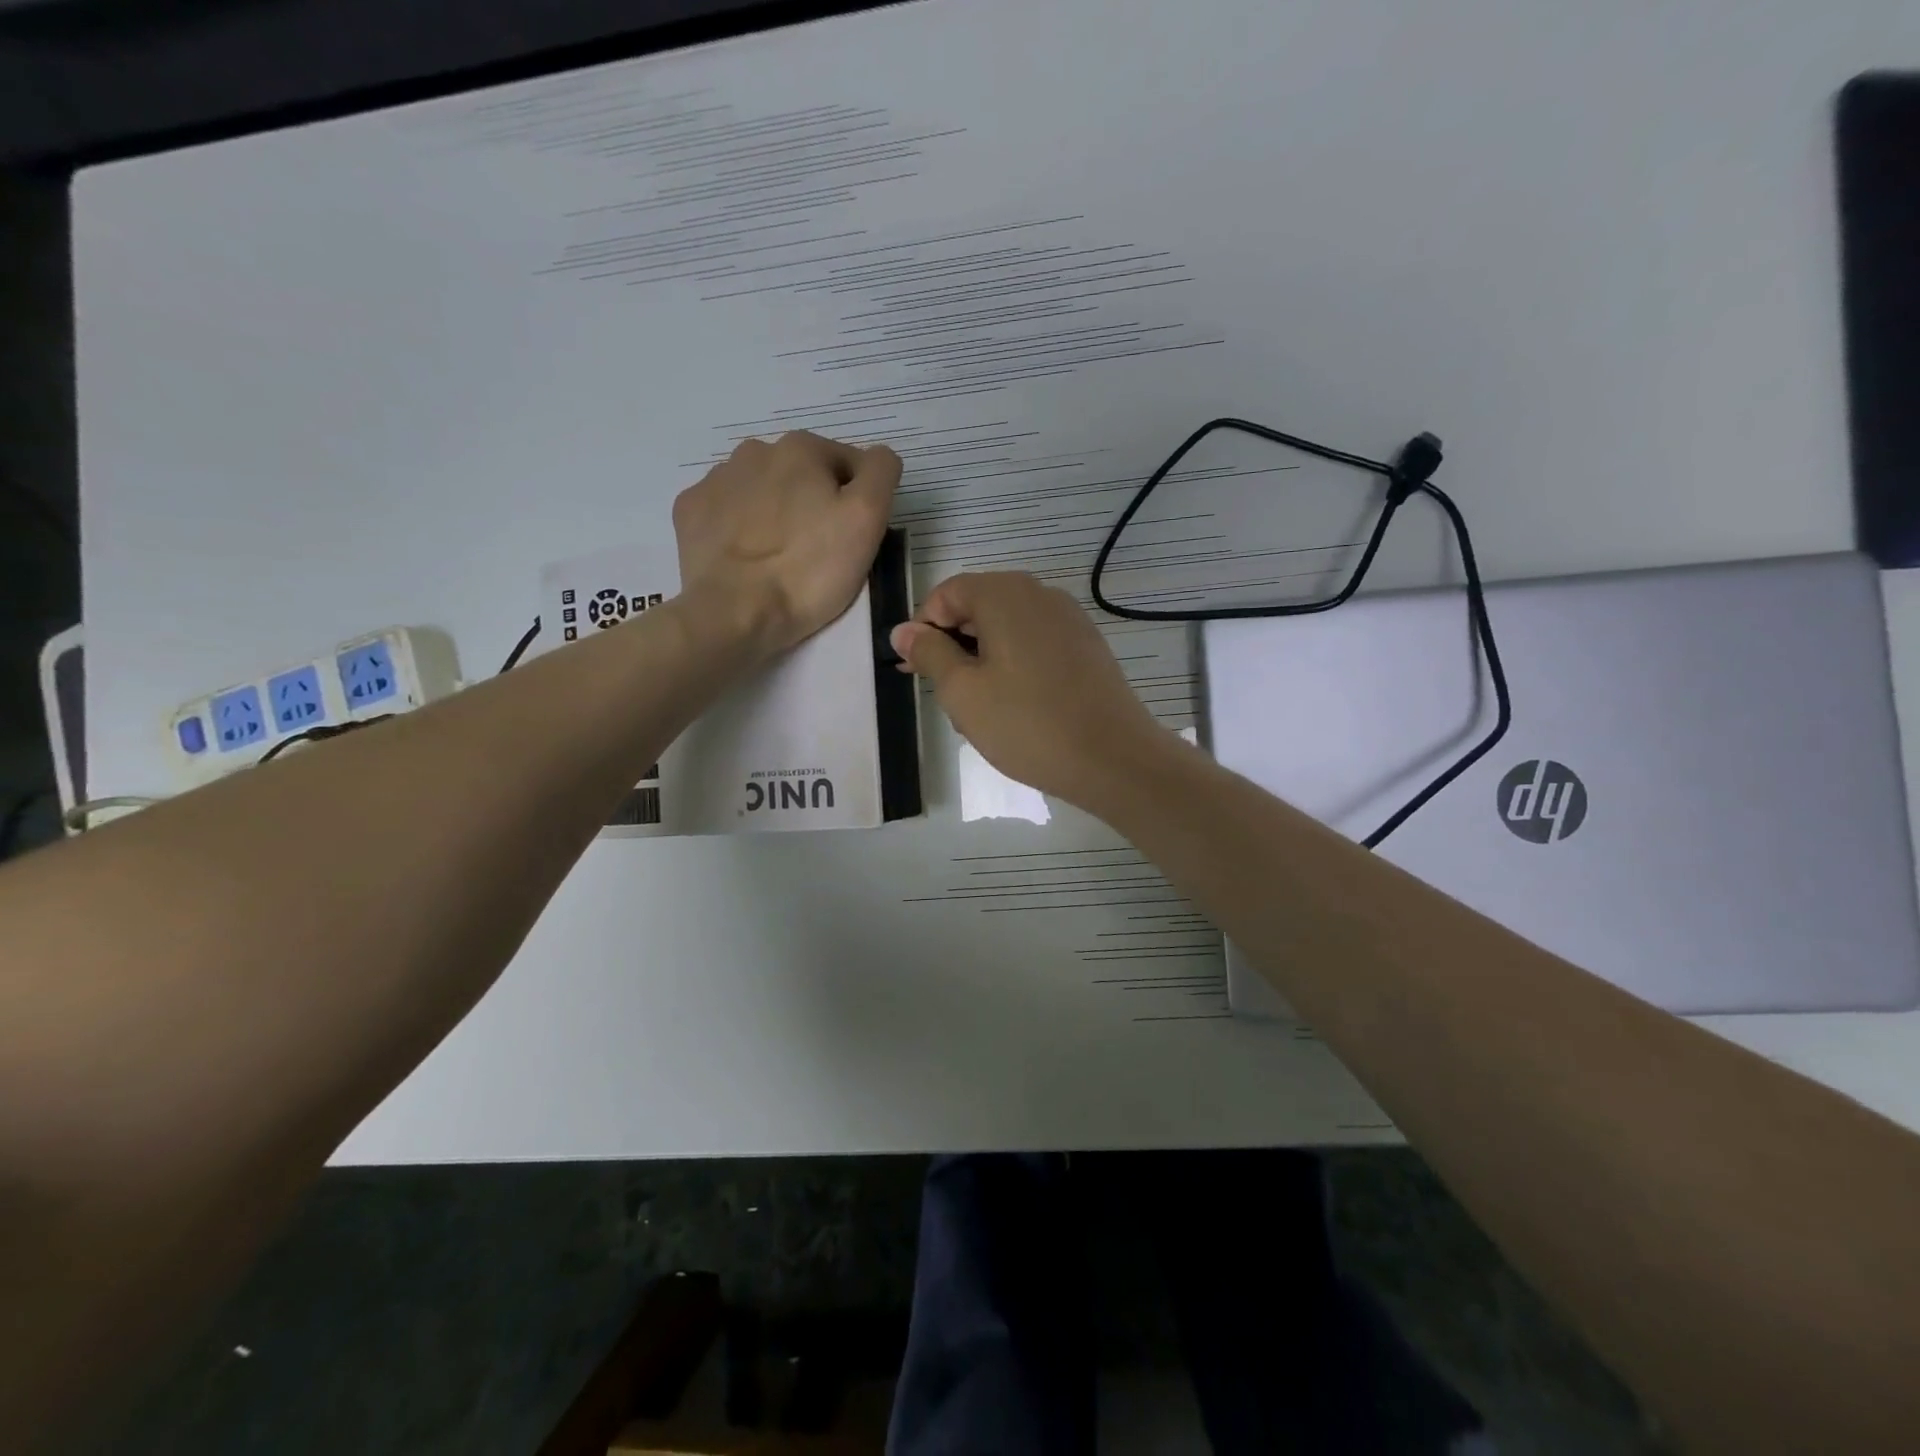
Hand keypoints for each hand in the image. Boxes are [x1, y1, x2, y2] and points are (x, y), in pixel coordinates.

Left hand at [673, 431, 901, 656]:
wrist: (734, 613)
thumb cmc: (809, 569)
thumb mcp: (867, 519)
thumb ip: (880, 473)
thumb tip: (876, 459)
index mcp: (802, 448)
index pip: (849, 465)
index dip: (859, 501)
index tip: (854, 539)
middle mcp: (754, 451)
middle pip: (802, 475)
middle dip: (814, 503)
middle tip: (820, 551)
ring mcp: (715, 480)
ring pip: (763, 491)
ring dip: (776, 513)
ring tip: (781, 558)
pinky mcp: (690, 512)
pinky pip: (727, 512)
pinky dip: (740, 528)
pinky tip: (747, 558)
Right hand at [890, 572, 1172, 809]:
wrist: (1114, 759)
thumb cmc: (1028, 724)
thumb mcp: (962, 692)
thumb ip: (928, 653)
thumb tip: (903, 630)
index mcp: (1005, 594)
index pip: (946, 594)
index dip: (923, 630)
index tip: (916, 673)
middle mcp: (1040, 594)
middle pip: (978, 608)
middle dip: (953, 648)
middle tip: (945, 698)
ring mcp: (1069, 619)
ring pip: (1006, 630)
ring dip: (982, 662)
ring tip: (980, 713)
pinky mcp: (1087, 646)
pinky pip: (1035, 645)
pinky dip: (1014, 667)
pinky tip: (1015, 709)